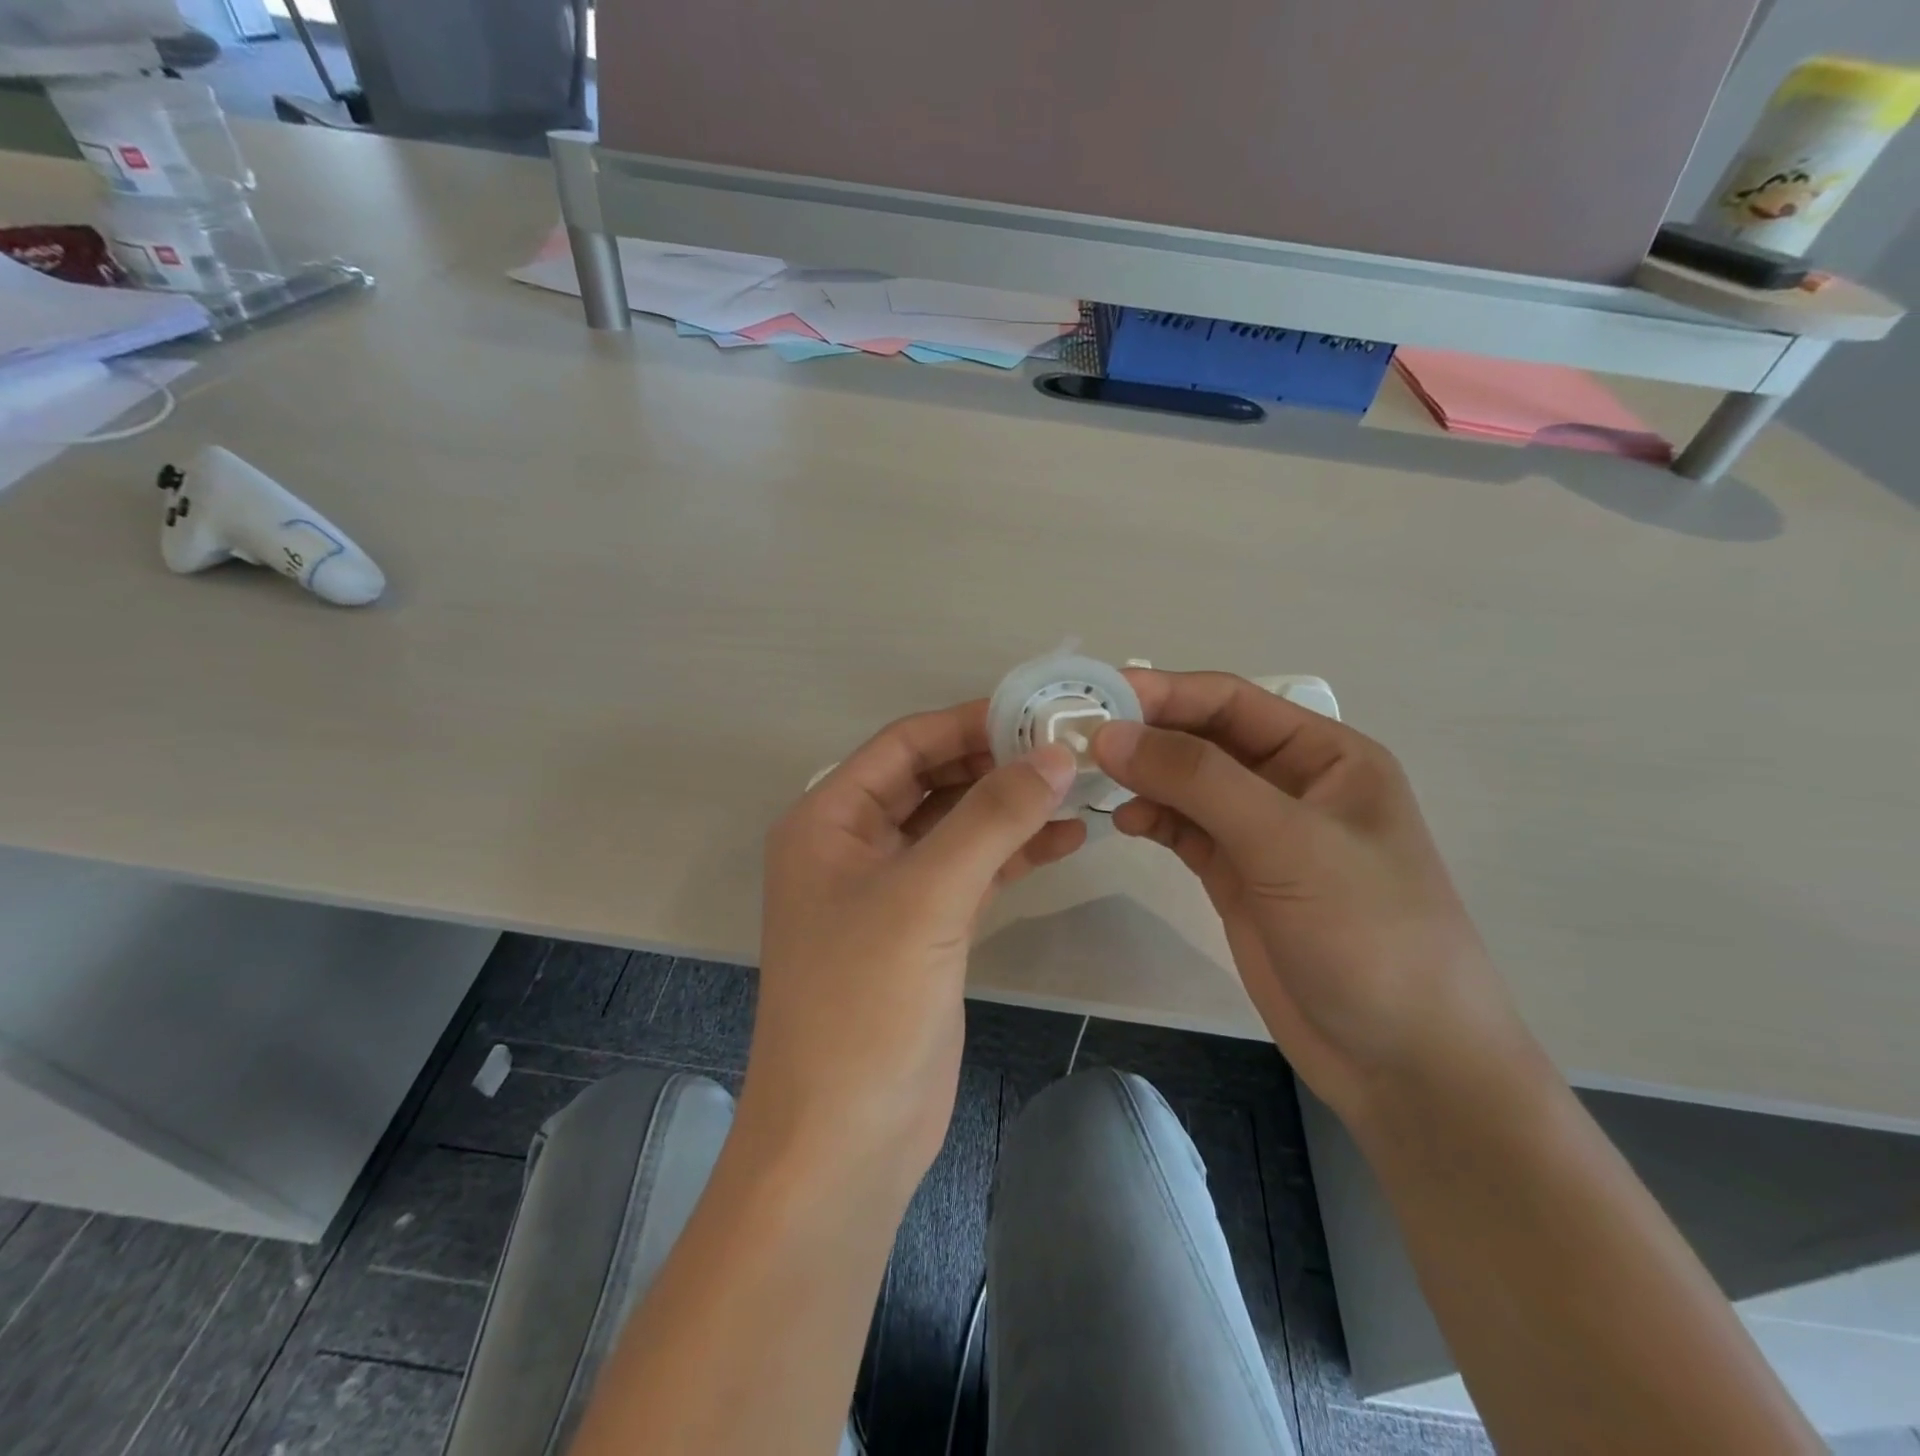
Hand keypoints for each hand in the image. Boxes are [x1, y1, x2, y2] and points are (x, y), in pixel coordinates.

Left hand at [747, 703, 1084, 1196]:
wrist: (844, 1142)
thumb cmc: (865, 1005)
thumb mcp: (927, 896)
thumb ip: (991, 818)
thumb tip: (1055, 754)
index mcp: (829, 820)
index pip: (905, 744)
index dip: (969, 723)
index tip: (1039, 711)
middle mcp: (853, 845)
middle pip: (932, 781)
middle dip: (996, 764)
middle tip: (1069, 749)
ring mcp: (889, 891)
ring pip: (956, 827)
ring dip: (1010, 808)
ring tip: (1080, 789)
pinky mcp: (923, 932)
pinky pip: (970, 872)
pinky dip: (1012, 854)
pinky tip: (1065, 841)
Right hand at [1092, 671, 1525, 1122]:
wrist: (1404, 1063)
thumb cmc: (1368, 934)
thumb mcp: (1288, 843)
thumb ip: (1198, 780)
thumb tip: (1111, 733)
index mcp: (1326, 755)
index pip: (1231, 701)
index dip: (1163, 692)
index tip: (1095, 695)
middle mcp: (1292, 783)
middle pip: (1203, 738)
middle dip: (1145, 734)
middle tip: (1076, 738)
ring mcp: (1262, 833)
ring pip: (1188, 785)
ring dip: (1142, 777)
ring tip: (1090, 780)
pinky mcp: (1238, 877)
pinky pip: (1184, 830)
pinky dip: (1152, 819)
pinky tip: (1124, 821)